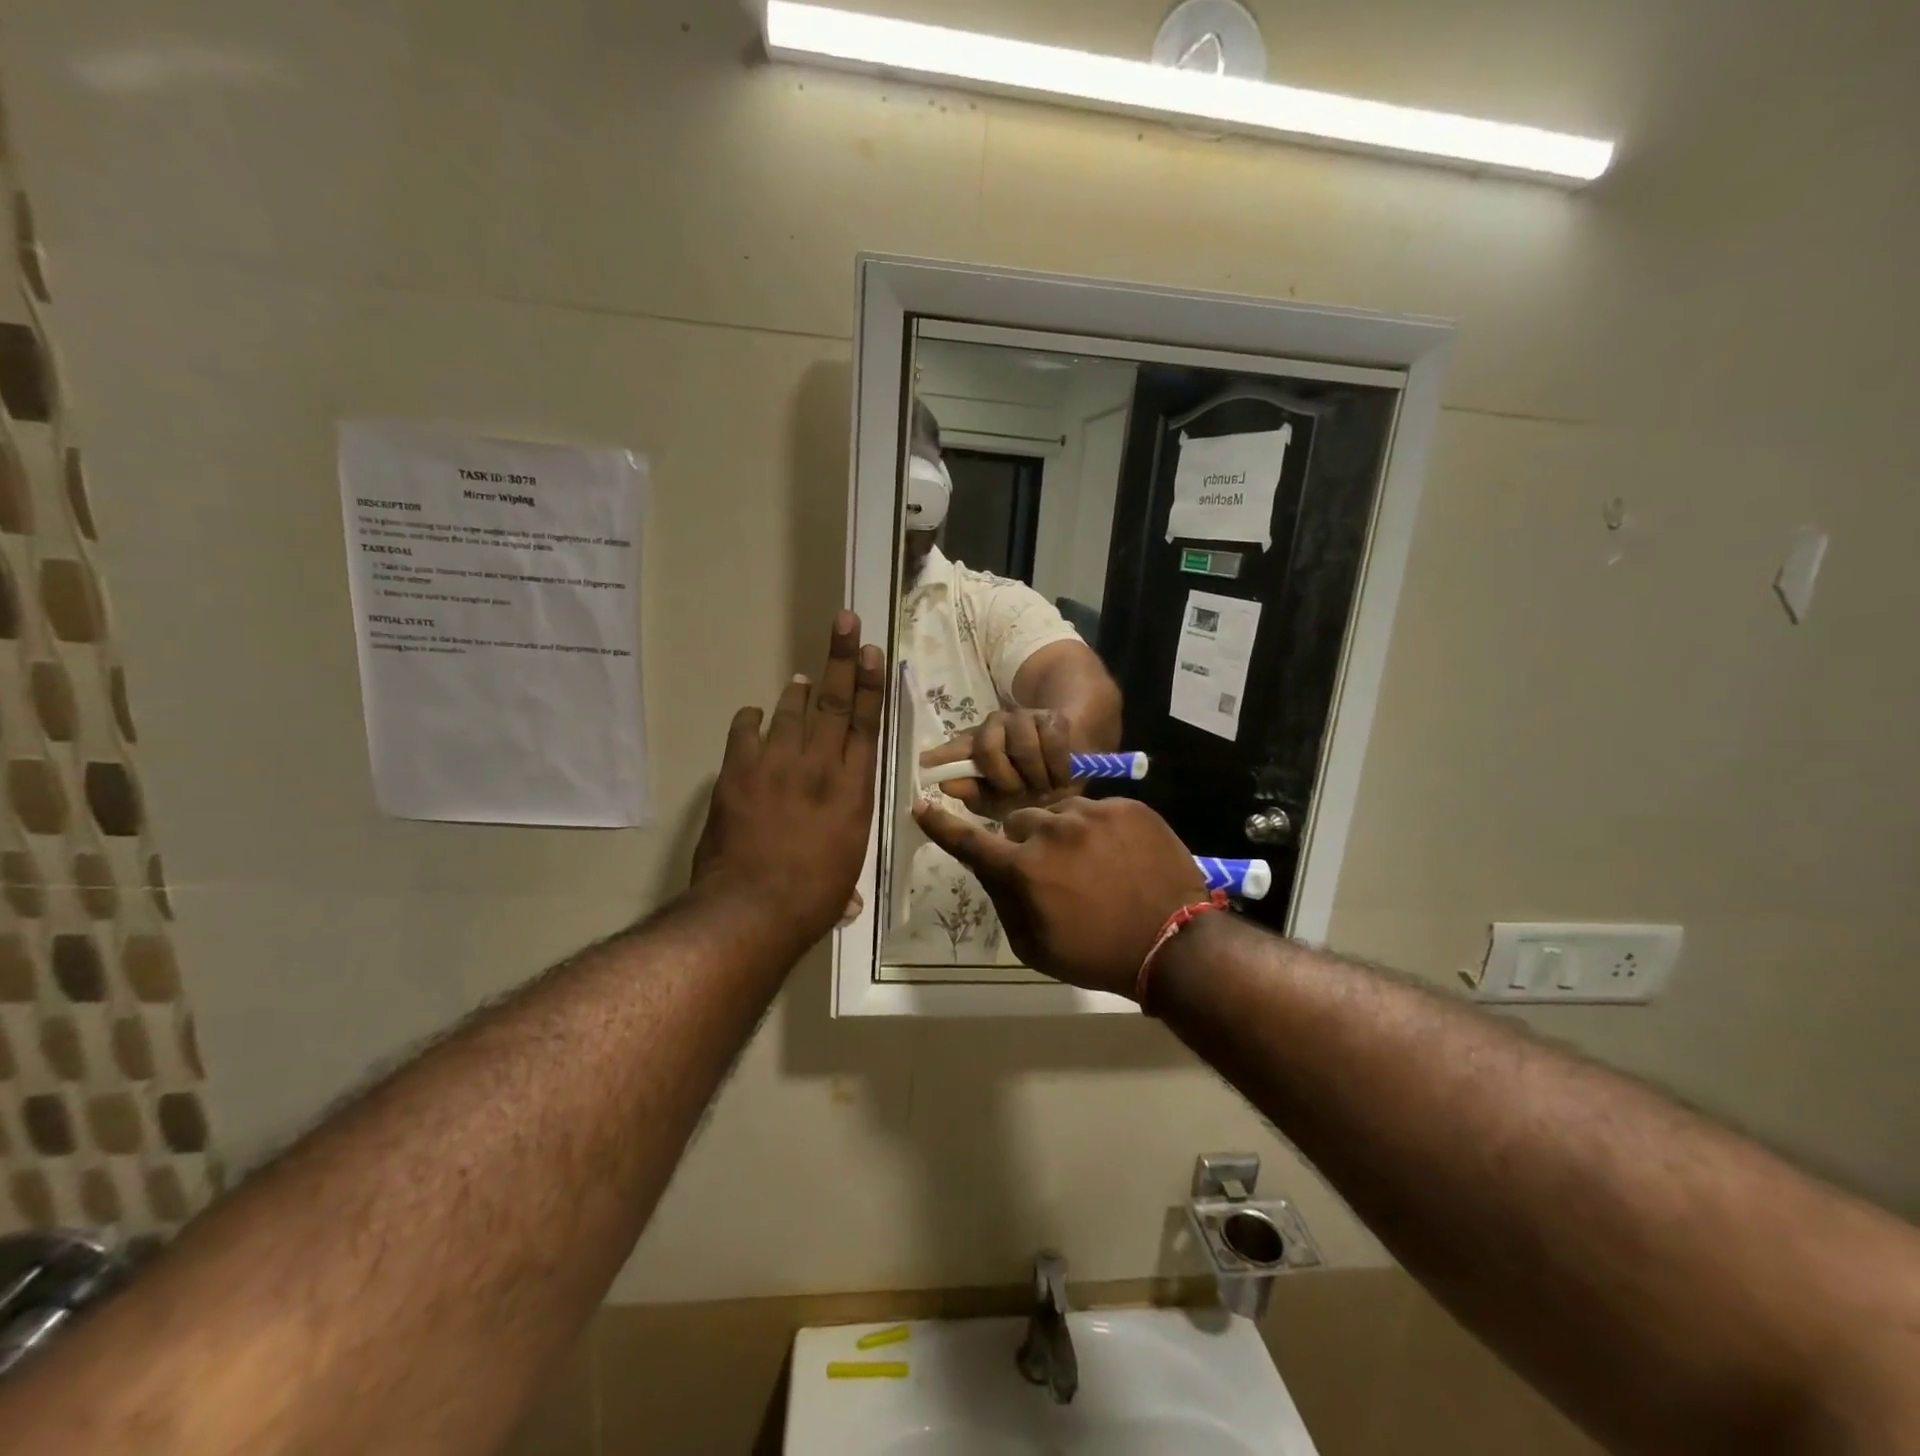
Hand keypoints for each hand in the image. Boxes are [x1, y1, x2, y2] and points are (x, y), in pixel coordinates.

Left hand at [691, 612, 884, 947]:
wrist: (753, 907)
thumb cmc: (811, 898)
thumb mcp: (844, 873)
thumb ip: (842, 861)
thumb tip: (846, 899)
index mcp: (854, 789)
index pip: (865, 724)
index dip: (869, 685)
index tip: (871, 652)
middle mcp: (820, 765)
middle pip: (833, 702)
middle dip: (841, 659)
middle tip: (845, 622)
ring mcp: (777, 764)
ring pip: (791, 711)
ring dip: (797, 690)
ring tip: (801, 676)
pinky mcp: (739, 771)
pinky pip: (746, 732)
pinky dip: (751, 720)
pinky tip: (754, 715)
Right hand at [913, 797, 1205, 996]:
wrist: (1174, 944)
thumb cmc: (1097, 955)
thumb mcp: (1035, 946)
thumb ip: (1004, 901)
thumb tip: (988, 869)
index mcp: (1024, 868)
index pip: (971, 841)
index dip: (942, 825)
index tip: (921, 805)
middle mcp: (1052, 831)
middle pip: (1019, 821)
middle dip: (1024, 840)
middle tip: (1049, 867)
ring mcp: (1093, 814)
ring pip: (1060, 811)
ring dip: (1063, 832)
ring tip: (1092, 862)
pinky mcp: (1128, 807)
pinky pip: (1098, 809)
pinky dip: (1099, 828)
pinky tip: (1118, 855)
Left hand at [920, 708, 1076, 817]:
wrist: (1070, 768)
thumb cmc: (1028, 788)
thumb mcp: (999, 800)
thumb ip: (974, 793)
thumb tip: (945, 784)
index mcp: (974, 746)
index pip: (954, 748)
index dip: (941, 755)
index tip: (924, 763)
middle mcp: (993, 726)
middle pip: (987, 749)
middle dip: (1005, 780)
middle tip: (1019, 794)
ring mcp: (1022, 718)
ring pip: (1023, 748)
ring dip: (1035, 777)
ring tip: (1042, 788)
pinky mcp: (1051, 718)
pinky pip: (1051, 745)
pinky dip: (1057, 769)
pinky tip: (1059, 779)